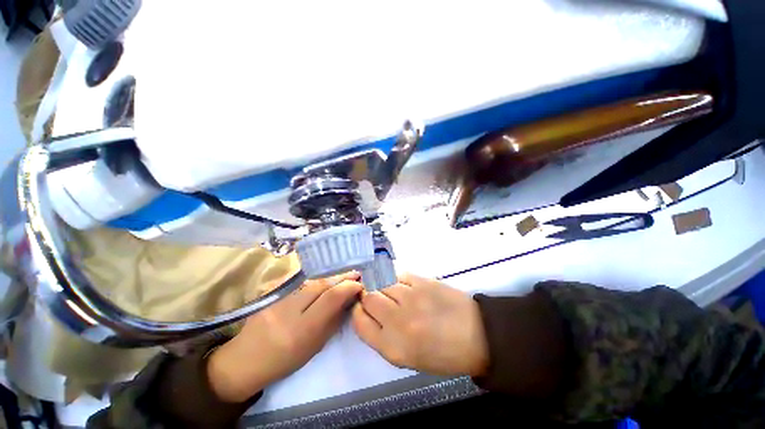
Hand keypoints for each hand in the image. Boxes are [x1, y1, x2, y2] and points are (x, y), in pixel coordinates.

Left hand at [208, 272, 362, 401]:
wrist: (245, 359)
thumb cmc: (285, 360)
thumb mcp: (315, 346)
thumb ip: (333, 320)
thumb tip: (349, 299)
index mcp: (302, 329)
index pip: (331, 297)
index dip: (349, 287)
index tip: (360, 284)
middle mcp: (290, 309)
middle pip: (322, 284)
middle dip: (342, 277)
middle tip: (357, 274)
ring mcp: (279, 298)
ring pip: (312, 280)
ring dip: (332, 277)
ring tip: (344, 276)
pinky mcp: (273, 292)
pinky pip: (302, 282)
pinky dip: (318, 279)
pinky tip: (325, 279)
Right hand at [351, 273, 488, 376]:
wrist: (478, 336)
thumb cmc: (443, 354)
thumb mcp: (408, 358)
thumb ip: (383, 337)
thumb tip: (370, 313)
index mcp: (392, 347)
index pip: (359, 322)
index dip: (358, 312)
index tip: (363, 308)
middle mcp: (397, 321)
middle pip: (368, 297)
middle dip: (369, 297)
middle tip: (380, 299)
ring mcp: (411, 298)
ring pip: (383, 284)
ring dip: (385, 288)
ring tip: (398, 294)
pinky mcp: (422, 281)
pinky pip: (399, 275)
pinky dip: (399, 281)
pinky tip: (408, 288)